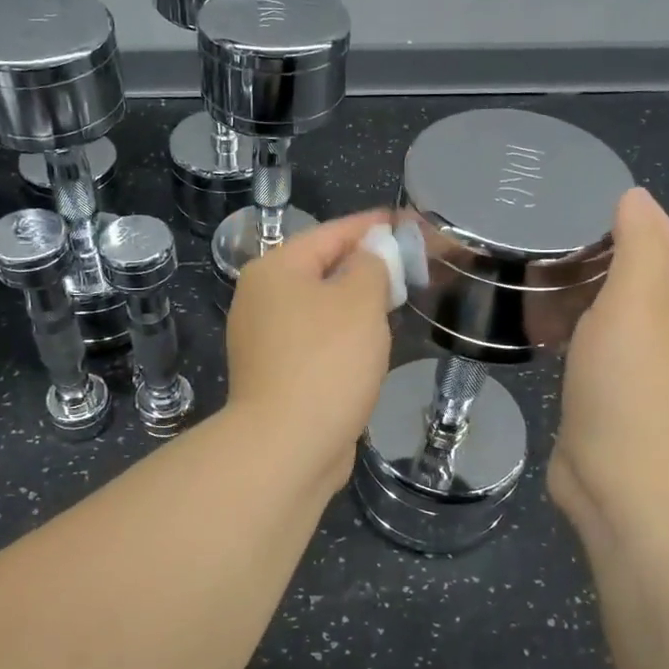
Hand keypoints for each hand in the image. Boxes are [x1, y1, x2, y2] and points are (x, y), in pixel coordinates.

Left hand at [224, 210, 394, 496]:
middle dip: (365, 265)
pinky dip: (342, 335)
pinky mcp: (274, 374)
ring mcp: (263, 340)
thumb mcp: (360, 302)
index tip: (407, 222)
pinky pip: (315, 340)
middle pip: (320, 269)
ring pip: (319, 307)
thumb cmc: (326, 363)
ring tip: (395, 299)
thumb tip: (370, 252)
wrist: (286, 447)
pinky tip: (368, 344)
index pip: (330, 233)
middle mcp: (260, 299)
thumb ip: (371, 266)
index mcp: (274, 270)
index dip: (372, 226)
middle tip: (409, 263)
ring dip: (355, 303)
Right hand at [549, 188, 668, 533]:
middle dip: (602, 247)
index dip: (639, 215)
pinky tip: (538, 325)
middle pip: (634, 277)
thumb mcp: (635, 304)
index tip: (590, 192)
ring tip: (533, 267)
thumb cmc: (628, 385)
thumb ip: (639, 248)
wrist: (621, 481)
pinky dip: (566, 325)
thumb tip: (637, 196)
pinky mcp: (599, 395)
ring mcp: (628, 368)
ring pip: (605, 312)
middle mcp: (657, 333)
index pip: (663, 244)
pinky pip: (583, 345)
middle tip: (548, 226)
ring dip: (579, 287)